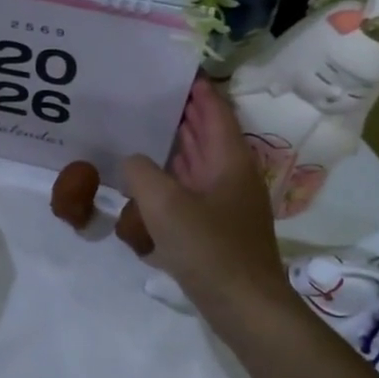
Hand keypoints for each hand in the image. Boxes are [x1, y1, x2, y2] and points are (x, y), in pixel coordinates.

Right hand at [121, 78, 290, 324]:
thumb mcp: (164, 205)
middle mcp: (233, 175)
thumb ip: (141, 173)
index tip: (174, 69)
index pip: (215, 110)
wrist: (246, 308)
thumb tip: (133, 161)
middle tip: (148, 95)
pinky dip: (175, 179)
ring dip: (177, 146)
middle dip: (182, 114)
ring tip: (143, 130)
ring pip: (200, 163)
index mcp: (229, 159)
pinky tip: (150, 183)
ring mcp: (228, 203)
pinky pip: (194, 191)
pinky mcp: (220, 228)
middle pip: (208, 134)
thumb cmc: (210, 249)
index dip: (197, 88)